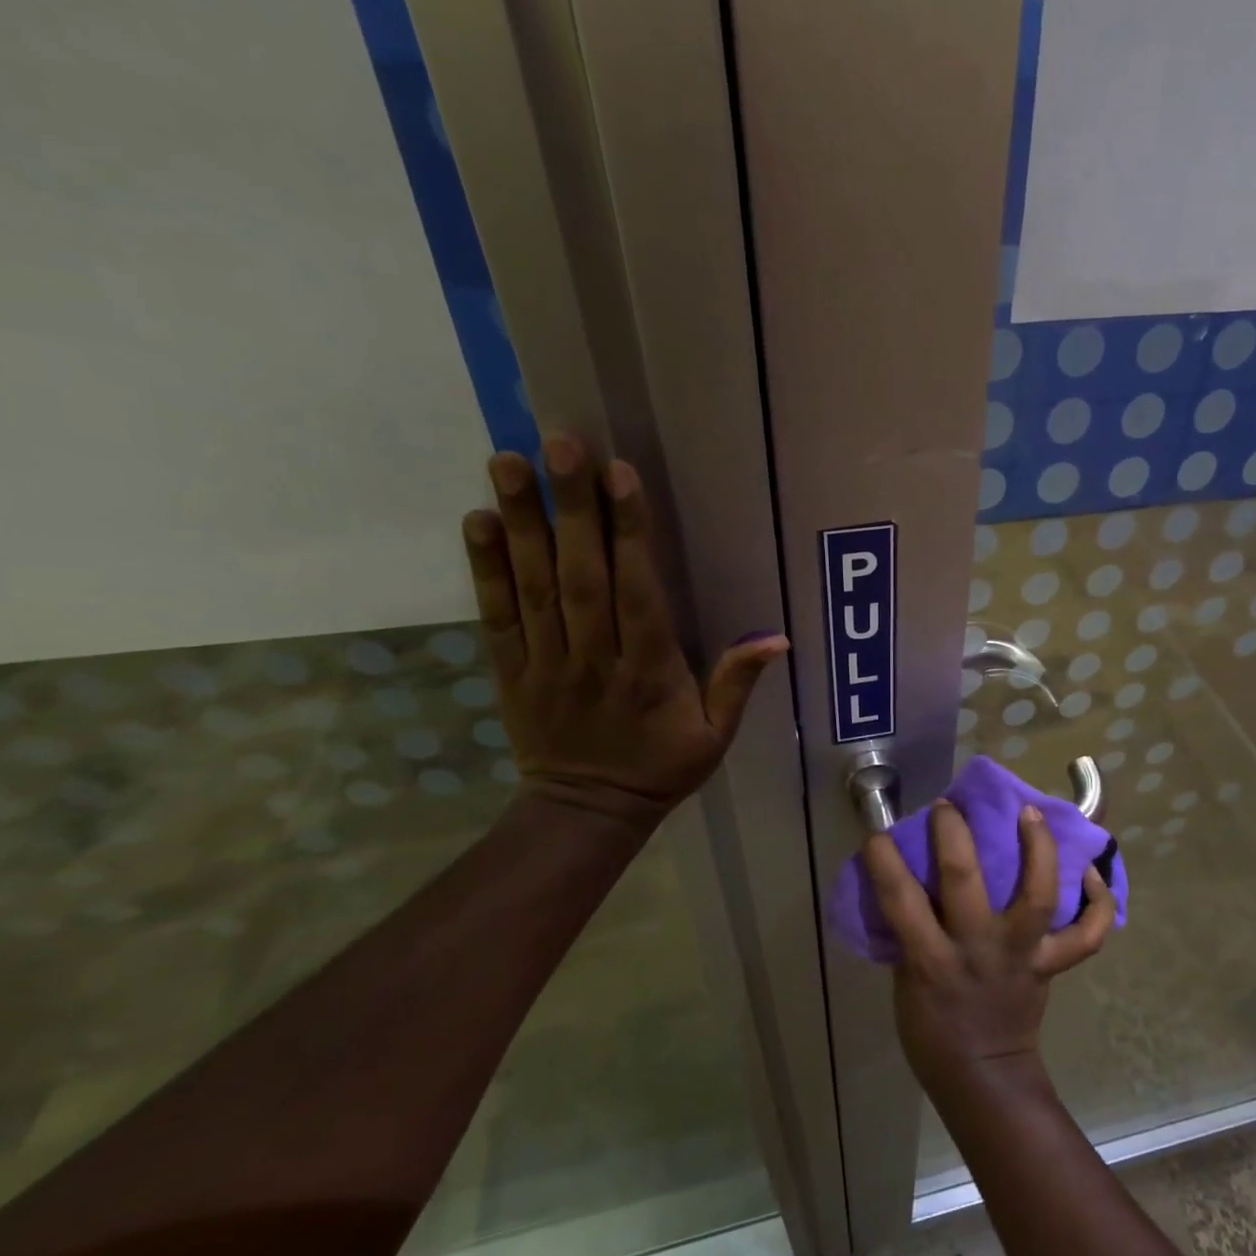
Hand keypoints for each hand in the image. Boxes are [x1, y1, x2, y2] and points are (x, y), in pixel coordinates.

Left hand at [461, 441, 788, 826]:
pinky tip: (478, 520)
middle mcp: (594, 657)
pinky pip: (497, 614)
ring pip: (533, 585)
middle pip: (581, 576)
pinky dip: (485, 567)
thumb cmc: (661, 768)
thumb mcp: (715, 736)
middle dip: (572, 508)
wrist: (587, 811)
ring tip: (507, 461)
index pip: (637, 594)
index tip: (621, 476)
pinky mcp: (511, 669)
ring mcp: (546, 662)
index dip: (629, 534)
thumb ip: (737, 684)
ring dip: (521, 522)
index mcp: (648, 672)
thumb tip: (777, 638)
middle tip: (560, 444)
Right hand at [862, 800, 1114, 1105]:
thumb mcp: (906, 979)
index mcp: (930, 959)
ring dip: (1038, 848)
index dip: (884, 859)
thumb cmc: (932, 1030)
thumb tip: (914, 882)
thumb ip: (912, 932)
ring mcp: (1021, 955)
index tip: (877, 832)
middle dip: (953, 833)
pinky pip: (1087, 934)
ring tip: (1031, 812)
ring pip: (1037, 894)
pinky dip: (1097, 901)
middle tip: (948, 807)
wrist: (983, 1077)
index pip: (899, 898)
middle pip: (964, 879)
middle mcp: (978, 949)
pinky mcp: (1052, 965)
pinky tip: (1089, 871)